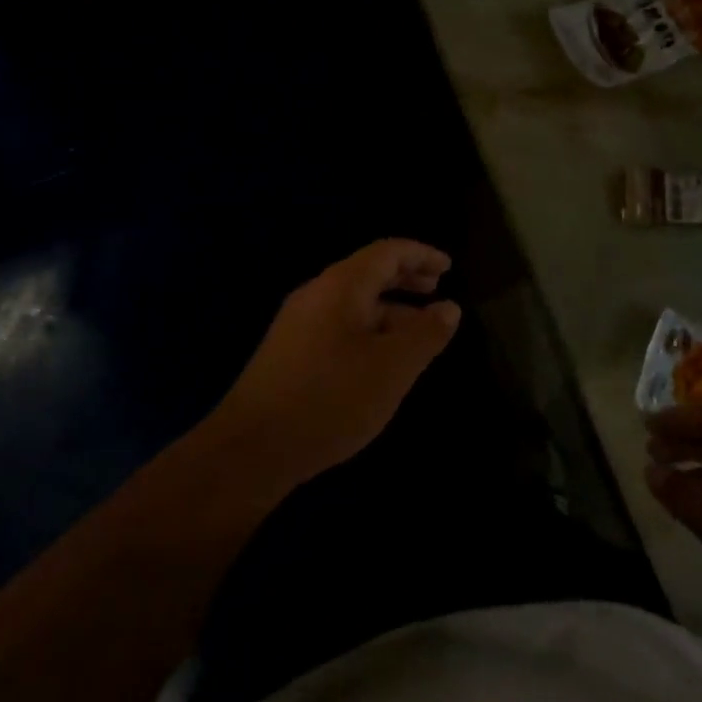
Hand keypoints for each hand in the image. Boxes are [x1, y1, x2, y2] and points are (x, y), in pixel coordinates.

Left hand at [213, 239, 461, 488]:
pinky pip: (338, 326)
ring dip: (389, 309)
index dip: (421, 254)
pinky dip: (369, 330)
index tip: (449, 267)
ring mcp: (298, 324)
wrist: (251, 449)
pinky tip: (380, 361)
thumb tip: (449, 307)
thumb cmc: (330, 399)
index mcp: (341, 286)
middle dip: (405, 278)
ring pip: (353, 303)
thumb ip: (425, 334)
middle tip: (437, 289)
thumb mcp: (392, 368)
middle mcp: (316, 295)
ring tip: (419, 333)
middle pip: (368, 273)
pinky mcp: (289, 353)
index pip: (387, 252)